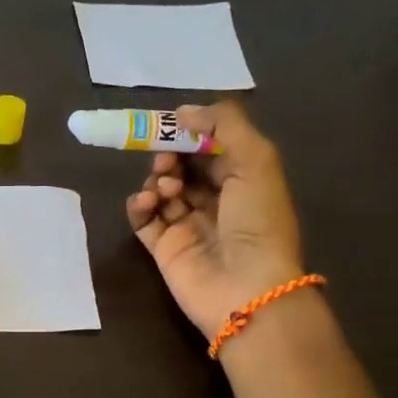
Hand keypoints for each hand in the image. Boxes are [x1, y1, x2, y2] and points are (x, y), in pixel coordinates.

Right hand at [125, 101, 305, 339]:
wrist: (245, 287)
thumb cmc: (258, 221)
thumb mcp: (256, 160)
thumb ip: (224, 125)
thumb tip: (184, 111)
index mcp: (244, 180)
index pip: (212, 148)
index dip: (193, 133)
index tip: (173, 123)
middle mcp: (216, 201)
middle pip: (184, 167)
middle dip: (171, 155)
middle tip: (167, 160)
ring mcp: (187, 225)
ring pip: (161, 190)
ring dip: (157, 179)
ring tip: (164, 186)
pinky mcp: (163, 248)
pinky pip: (143, 219)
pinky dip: (139, 206)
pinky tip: (146, 202)